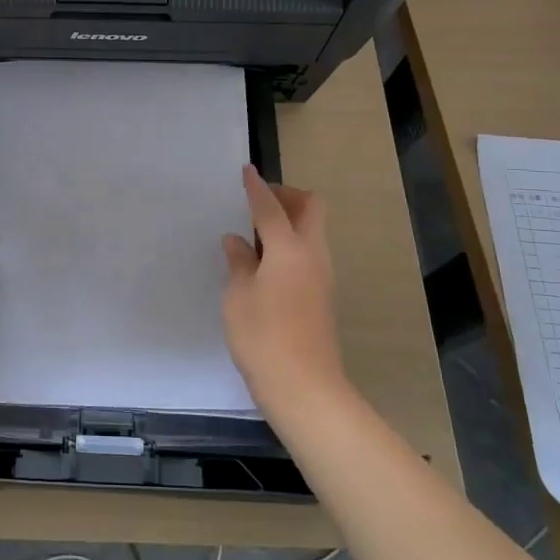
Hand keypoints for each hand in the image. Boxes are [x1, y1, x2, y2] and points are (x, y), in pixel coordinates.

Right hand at [221, 166, 344, 414]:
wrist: (305, 388)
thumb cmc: (263, 337)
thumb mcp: (237, 297)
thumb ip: (238, 263)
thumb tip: (237, 241)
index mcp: (288, 248)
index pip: (270, 207)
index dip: (256, 188)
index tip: (246, 171)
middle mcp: (312, 255)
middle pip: (310, 208)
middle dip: (286, 196)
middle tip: (257, 202)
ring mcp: (322, 276)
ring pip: (312, 231)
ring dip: (289, 221)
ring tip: (254, 234)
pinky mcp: (321, 296)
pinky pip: (308, 253)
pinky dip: (289, 244)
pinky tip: (264, 263)